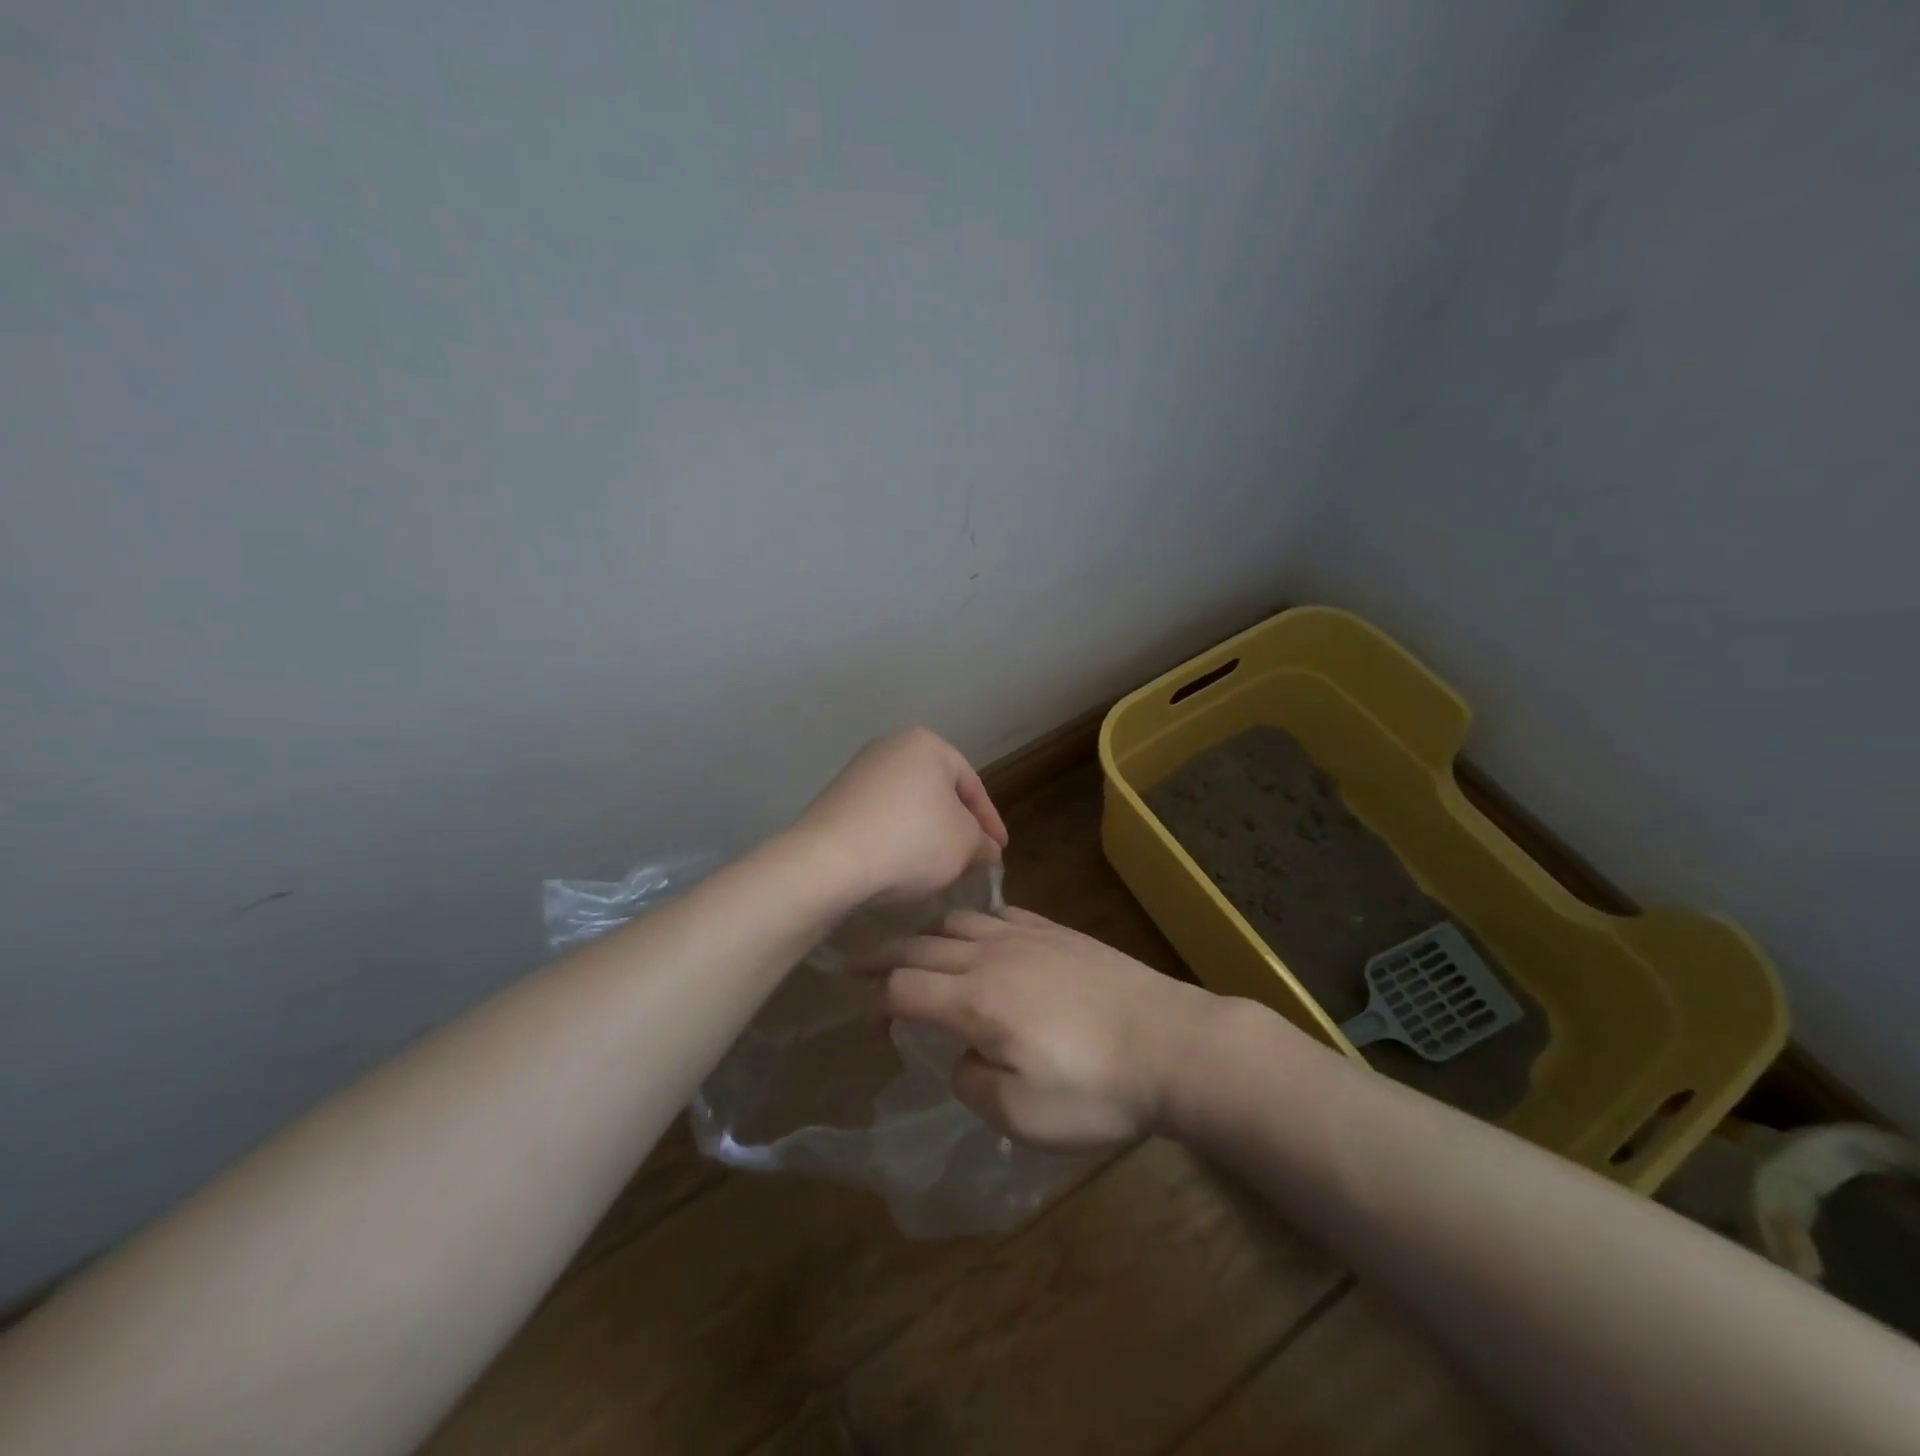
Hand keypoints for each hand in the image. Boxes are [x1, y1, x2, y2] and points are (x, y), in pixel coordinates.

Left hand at [792, 727, 1008, 906]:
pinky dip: (896, 838)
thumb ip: (983, 842)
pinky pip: (879, 818)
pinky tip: (900, 865)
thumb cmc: (911, 841)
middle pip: (938, 791)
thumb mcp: (965, 844)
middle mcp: (890, 747)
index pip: (972, 784)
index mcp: (927, 745)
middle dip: (957, 825)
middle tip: (971, 857)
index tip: (1000, 851)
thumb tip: (986, 848)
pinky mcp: (835, 799)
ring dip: (926, 833)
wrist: (828, 861)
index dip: (991, 821)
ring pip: (908, 805)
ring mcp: (858, 772)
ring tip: (938, 866)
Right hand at [856, 907, 1235, 1150]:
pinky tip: (983, 935)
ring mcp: (1029, 937)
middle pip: (922, 946)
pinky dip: (977, 922)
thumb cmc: (1096, 1088)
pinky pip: (1004, 914)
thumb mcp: (1020, 1115)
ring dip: (928, 935)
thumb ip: (972, 1082)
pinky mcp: (1060, 933)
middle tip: (858, 966)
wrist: (1173, 1043)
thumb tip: (963, 1056)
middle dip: (884, 957)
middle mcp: (993, 956)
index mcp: (975, 1000)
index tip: (870, 1020)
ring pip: (960, 921)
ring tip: (918, 950)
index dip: (877, 1001)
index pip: (904, 987)